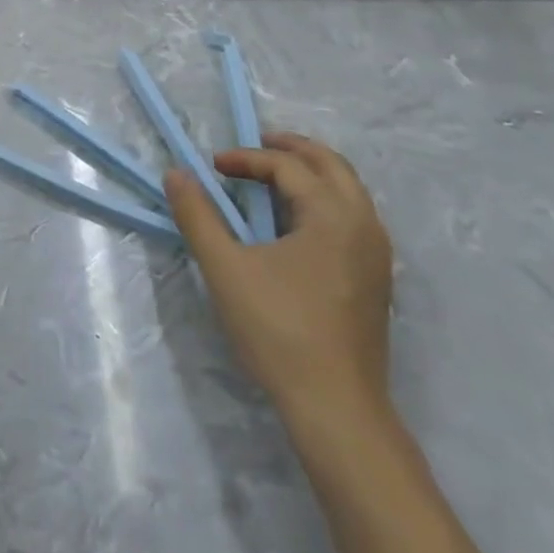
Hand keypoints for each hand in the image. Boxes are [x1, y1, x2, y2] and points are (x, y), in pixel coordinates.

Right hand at [164, 133, 392, 423]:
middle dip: (293, 149)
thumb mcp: (225, 269)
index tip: (213, 167)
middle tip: (256, 144)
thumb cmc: (279, 331)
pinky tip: (297, 221)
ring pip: (348, 190)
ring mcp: (377, 254)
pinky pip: (354, 216)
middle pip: (332, 165)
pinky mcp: (377, 279)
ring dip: (311, 173)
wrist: (337, 408)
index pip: (288, 166)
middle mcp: (364, 224)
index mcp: (333, 215)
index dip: (246, 159)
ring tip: (273, 176)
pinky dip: (325, 199)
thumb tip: (176, 174)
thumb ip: (198, 216)